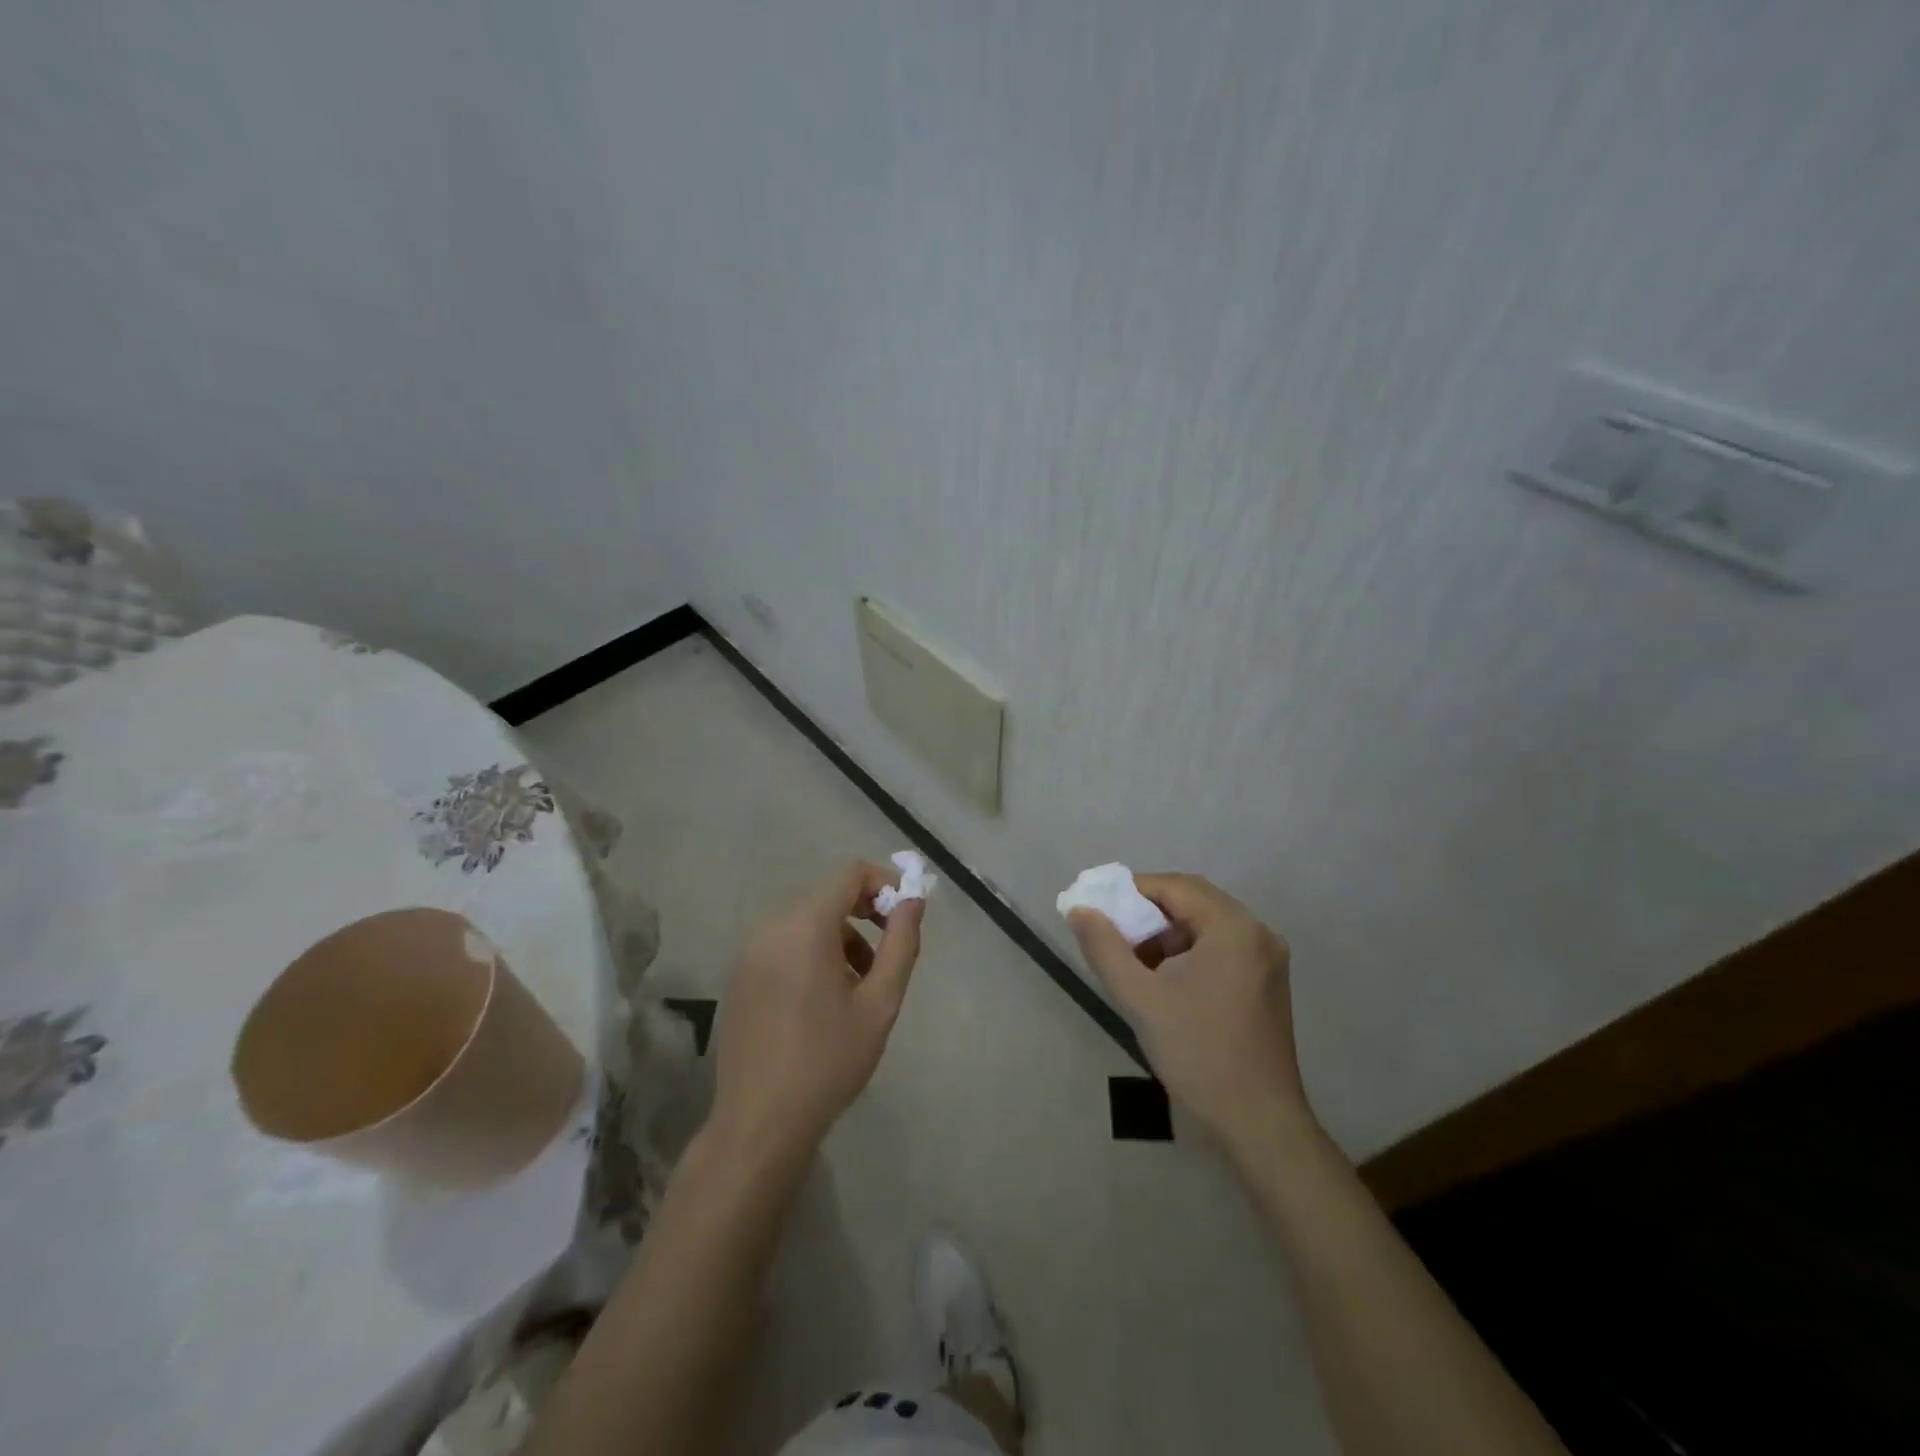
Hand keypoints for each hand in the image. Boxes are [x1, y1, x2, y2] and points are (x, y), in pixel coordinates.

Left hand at [710, 860, 924, 1160]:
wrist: (759, 1124)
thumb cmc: (828, 1062)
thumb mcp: (879, 1003)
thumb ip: (901, 943)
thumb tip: (913, 899)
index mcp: (804, 927)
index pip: (849, 873)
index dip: (884, 883)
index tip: (905, 916)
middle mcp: (771, 927)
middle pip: (828, 896)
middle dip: (865, 916)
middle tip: (888, 957)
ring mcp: (749, 951)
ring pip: (807, 922)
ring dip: (841, 939)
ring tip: (860, 987)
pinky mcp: (740, 975)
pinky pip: (785, 944)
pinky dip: (813, 953)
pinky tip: (825, 1000)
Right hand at [1069, 873, 1311, 1158]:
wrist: (1258, 1122)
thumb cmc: (1198, 1053)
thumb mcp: (1140, 998)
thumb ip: (1104, 948)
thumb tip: (1079, 910)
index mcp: (1233, 928)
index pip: (1175, 886)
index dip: (1131, 891)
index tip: (1097, 908)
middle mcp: (1257, 932)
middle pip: (1193, 901)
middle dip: (1148, 912)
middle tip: (1112, 933)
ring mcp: (1267, 959)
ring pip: (1206, 925)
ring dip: (1167, 933)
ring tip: (1134, 962)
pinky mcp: (1267, 982)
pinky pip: (1220, 947)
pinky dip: (1188, 951)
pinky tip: (1165, 980)